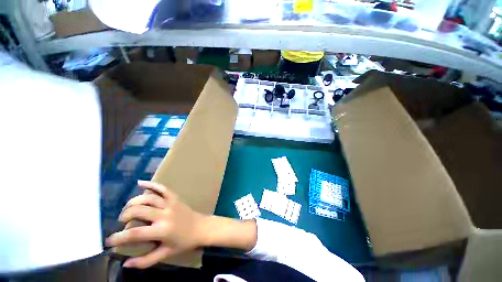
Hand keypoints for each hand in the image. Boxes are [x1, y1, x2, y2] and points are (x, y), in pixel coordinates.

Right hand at [105, 180, 206, 268]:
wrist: (201, 227)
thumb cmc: (184, 242)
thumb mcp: (165, 254)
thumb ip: (145, 261)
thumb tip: (125, 263)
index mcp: (161, 230)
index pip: (134, 234)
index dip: (118, 237)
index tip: (108, 241)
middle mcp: (164, 214)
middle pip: (138, 211)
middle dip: (125, 216)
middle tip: (121, 222)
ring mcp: (170, 203)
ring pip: (148, 198)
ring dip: (134, 201)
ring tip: (127, 208)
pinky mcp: (175, 198)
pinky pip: (163, 188)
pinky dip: (151, 184)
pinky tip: (140, 182)